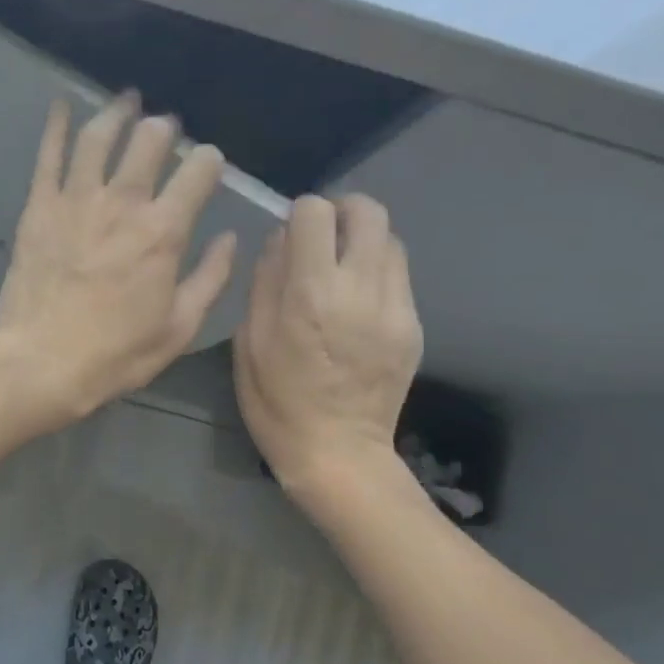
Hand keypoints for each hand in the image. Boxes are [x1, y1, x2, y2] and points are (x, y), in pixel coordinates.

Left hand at [0, 95, 236, 425]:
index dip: (210, 161)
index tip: (209, 164)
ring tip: (127, 100)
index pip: (198, 172)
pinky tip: (62, 105)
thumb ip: (211, 278)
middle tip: (166, 129)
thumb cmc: (115, 354)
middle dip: (165, 129)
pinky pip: (49, 155)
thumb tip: (230, 239)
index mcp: (164, 231)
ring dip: (117, 112)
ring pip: (100, 137)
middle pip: (150, 141)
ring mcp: (76, 200)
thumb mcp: (179, 328)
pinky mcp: (38, 208)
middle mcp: (123, 203)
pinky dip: (57, 126)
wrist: (41, 363)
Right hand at [235, 193, 422, 493]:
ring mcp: (395, 307)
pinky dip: (376, 271)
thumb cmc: (277, 402)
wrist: (338, 452)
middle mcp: (360, 289)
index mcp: (311, 294)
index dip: (299, 213)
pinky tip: (355, 302)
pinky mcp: (414, 325)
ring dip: (363, 240)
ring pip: (391, 239)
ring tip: (340, 267)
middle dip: (342, 211)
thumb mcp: (250, 343)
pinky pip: (399, 275)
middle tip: (321, 235)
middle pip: (369, 212)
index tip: (290, 234)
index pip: (316, 213)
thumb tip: (279, 241)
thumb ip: (264, 283)